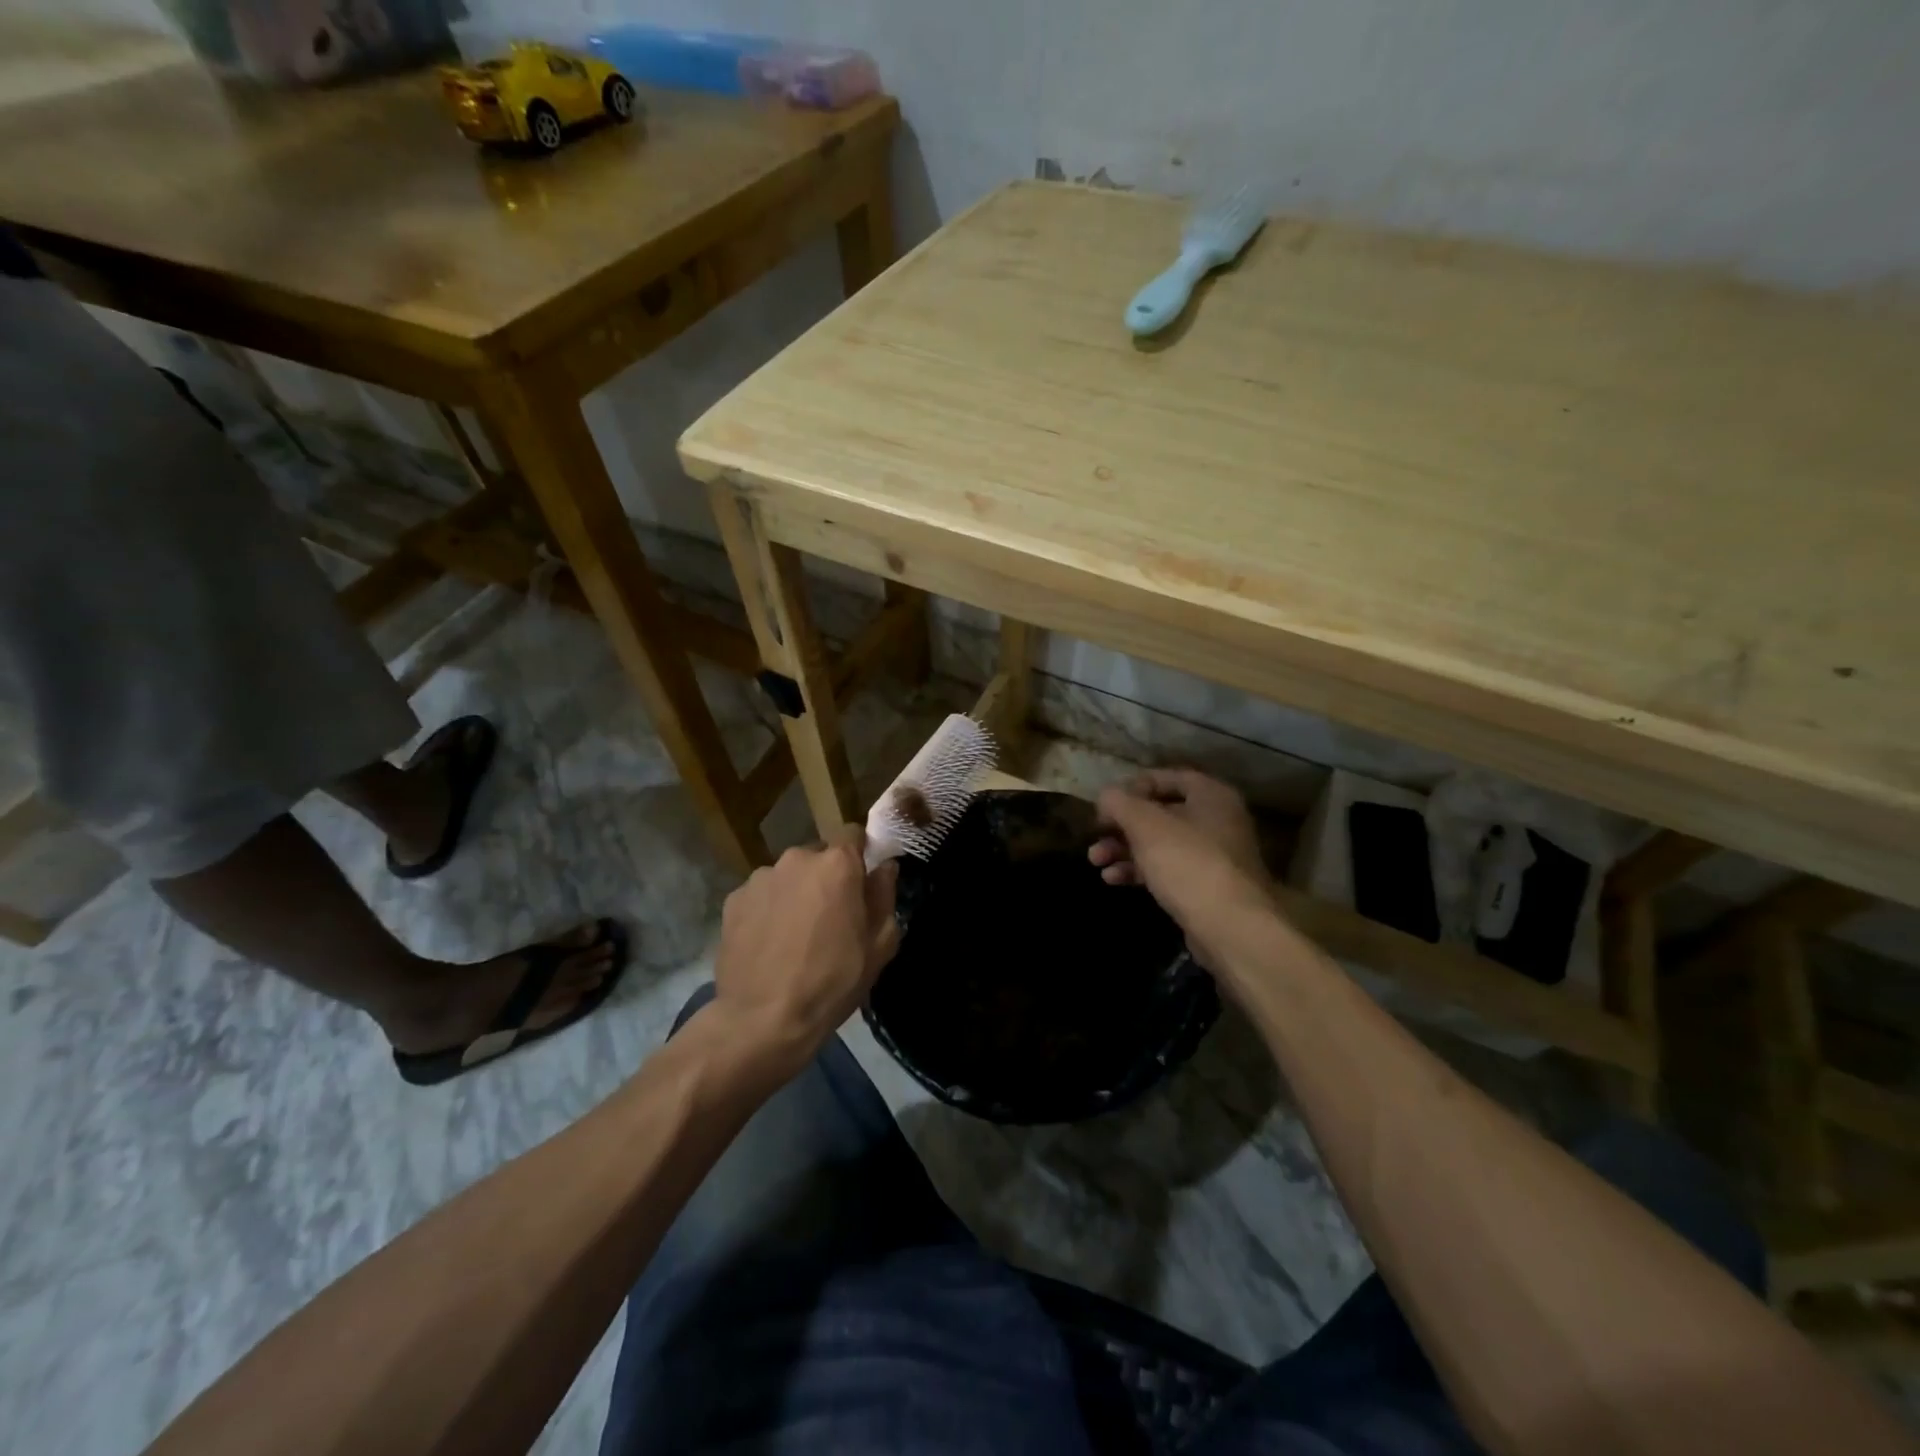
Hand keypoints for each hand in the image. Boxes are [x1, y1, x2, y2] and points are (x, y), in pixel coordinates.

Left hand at [712, 827, 900, 1076]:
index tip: (862, 880)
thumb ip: (884, 896)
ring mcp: (760, 878)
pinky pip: (761, 895)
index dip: (860, 853)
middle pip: (819, 856)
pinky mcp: (733, 900)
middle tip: (831, 915)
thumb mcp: (878, 945)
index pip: (853, 833)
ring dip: (796, 893)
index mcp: (837, 864)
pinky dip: (768, 909)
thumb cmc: (832, 982)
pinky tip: (769, 943)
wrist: (762, 1020)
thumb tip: (884, 867)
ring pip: (788, 876)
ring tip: (795, 934)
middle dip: (827, 876)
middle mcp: (796, 859)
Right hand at [1090, 769, 1277, 976]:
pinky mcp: (1206, 887)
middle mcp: (1217, 820)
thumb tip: (1106, 796)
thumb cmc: (1188, 863)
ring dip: (1124, 849)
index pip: (1167, 777)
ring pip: (1160, 843)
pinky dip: (1140, 870)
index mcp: (1211, 795)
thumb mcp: (1146, 825)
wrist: (1231, 927)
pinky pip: (1168, 869)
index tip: (1106, 804)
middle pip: (1160, 813)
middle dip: (1122, 825)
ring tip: (1095, 861)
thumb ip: (1120, 803)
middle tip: (1095, 835)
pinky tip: (1112, 879)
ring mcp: (1213, 856)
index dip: (1133, 787)